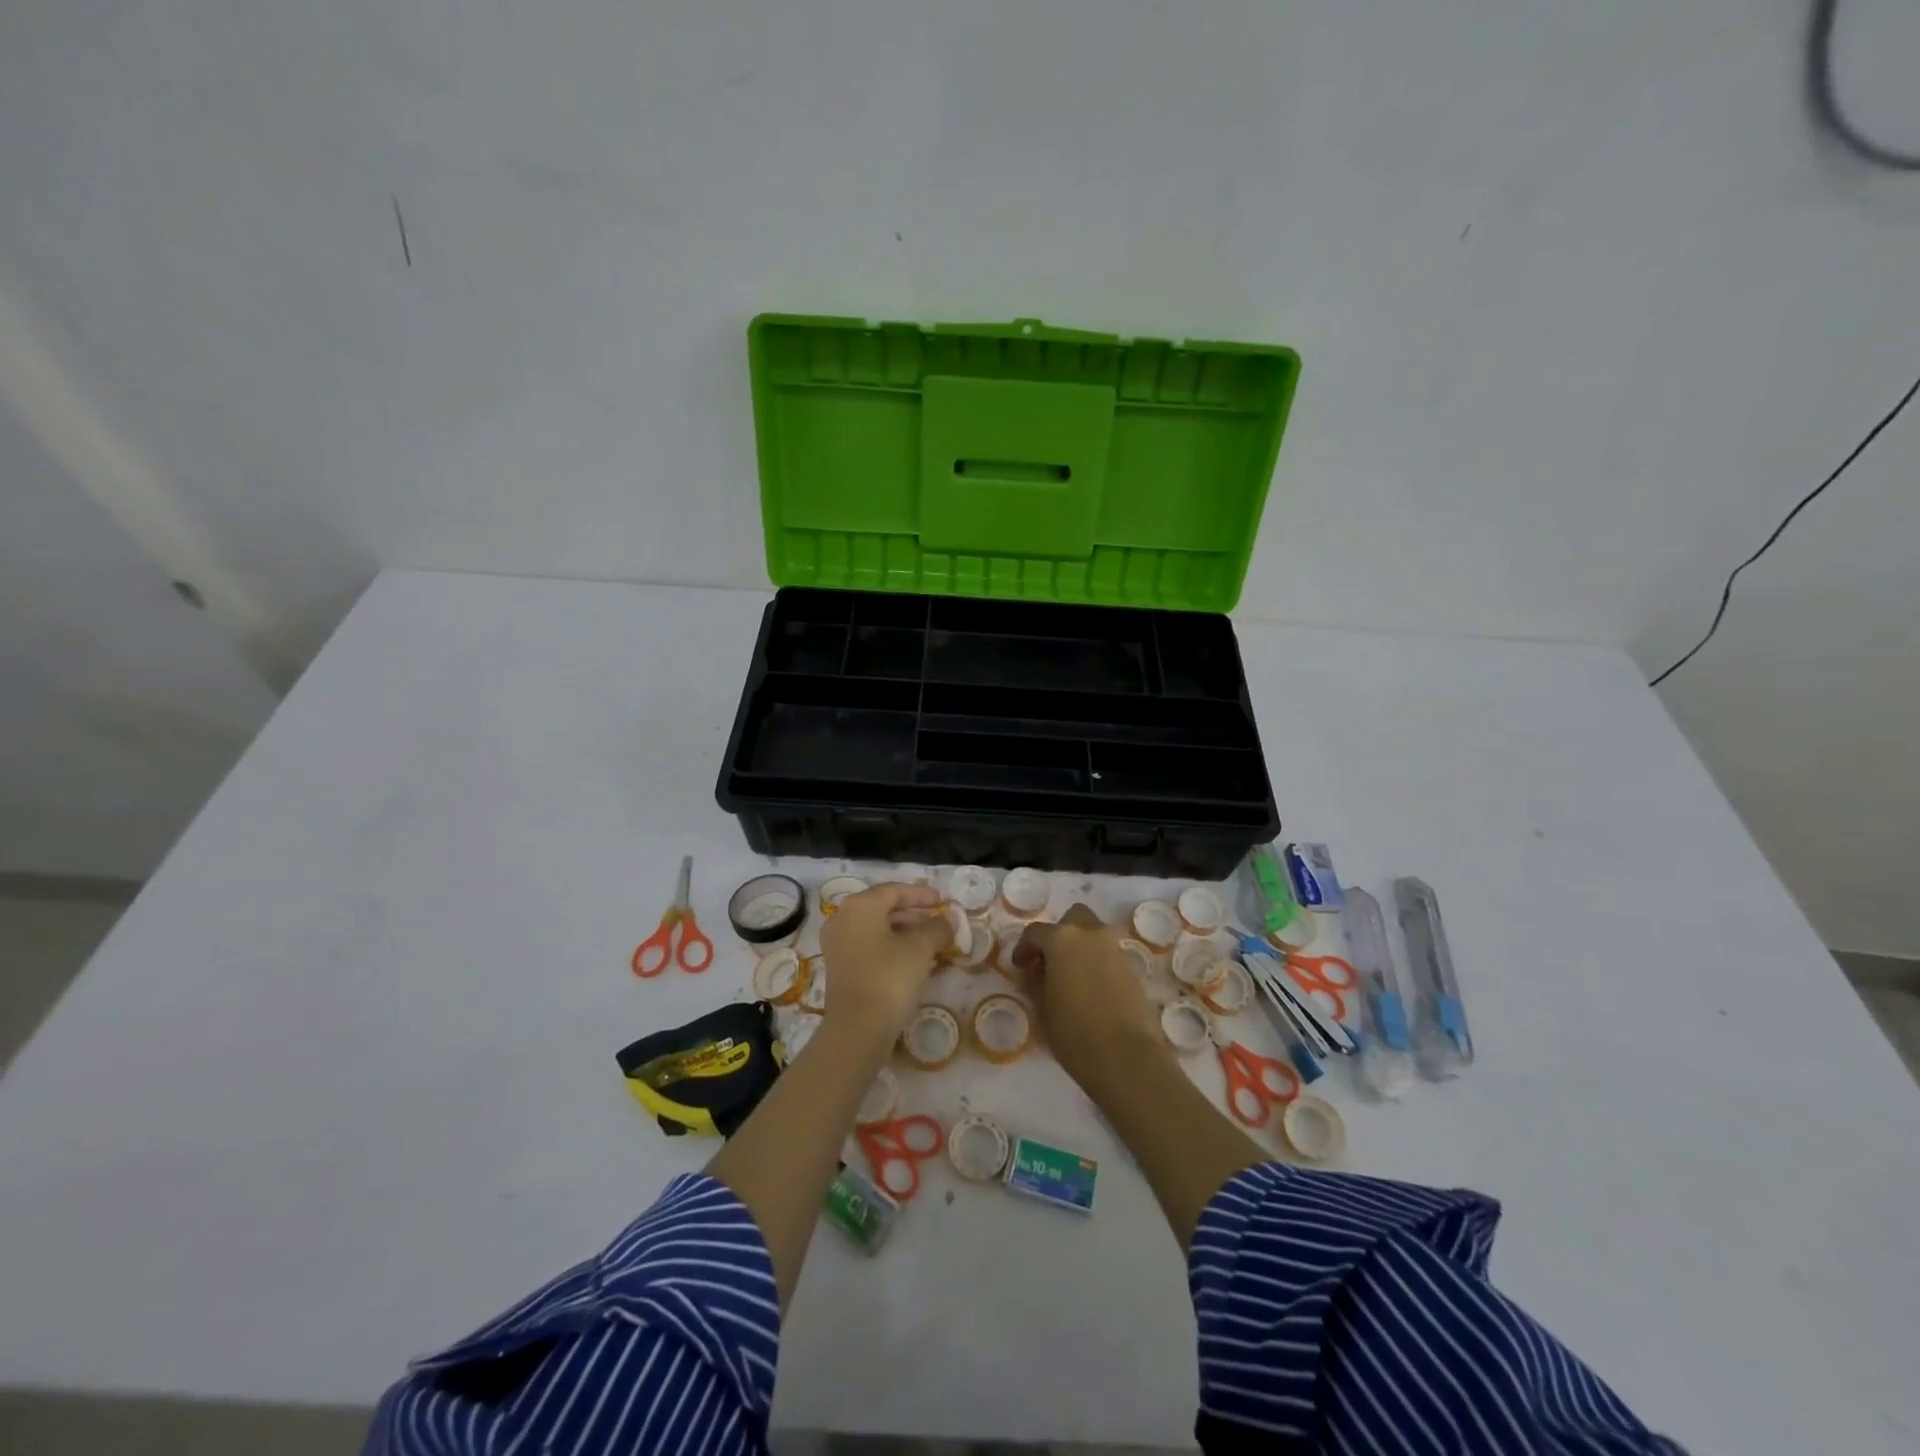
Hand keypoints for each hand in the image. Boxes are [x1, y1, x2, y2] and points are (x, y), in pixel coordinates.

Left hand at [819, 883, 952, 1039]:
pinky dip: (890, 945)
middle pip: (882, 907)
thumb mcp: (920, 949)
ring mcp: (837, 944)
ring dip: (903, 930)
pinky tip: (912, 958)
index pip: (893, 890)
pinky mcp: (839, 966)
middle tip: (938, 920)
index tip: (942, 901)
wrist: (857, 1030)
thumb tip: (951, 917)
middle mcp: (842, 918)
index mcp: (859, 906)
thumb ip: (937, 928)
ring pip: (875, 927)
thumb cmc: (890, 978)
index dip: (920, 894)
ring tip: (930, 940)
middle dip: (913, 913)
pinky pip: (868, 945)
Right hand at [1011, 904, 1165, 1093]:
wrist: (1126, 1057)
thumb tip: (1036, 975)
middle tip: (1050, 961)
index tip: (1020, 967)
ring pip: (1094, 935)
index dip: (1024, 948)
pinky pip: (1109, 955)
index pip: (1036, 932)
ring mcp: (1115, 950)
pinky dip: (1098, 963)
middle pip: (1073, 919)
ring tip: (1071, 978)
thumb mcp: (1043, 1008)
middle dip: (1060, 934)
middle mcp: (1091, 935)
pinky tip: (1091, 990)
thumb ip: (1036, 984)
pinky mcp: (1133, 969)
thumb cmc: (1074, 1032)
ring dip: (1081, 947)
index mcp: (1062, 939)